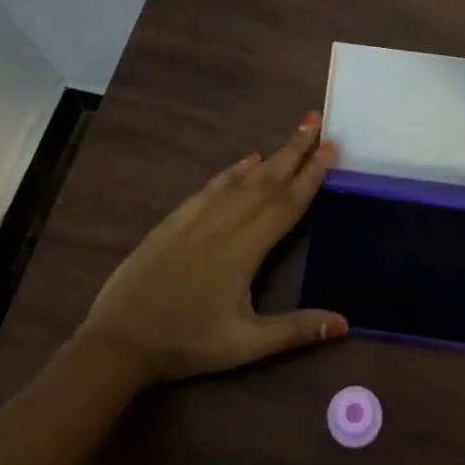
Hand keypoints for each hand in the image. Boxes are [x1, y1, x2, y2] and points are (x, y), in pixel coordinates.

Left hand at [75, 112, 349, 382]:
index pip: (286, 204)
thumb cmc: (186, 343)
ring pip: (240, 180)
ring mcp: (196, 219)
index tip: (330, 148)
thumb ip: (295, 331)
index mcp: (245, 249)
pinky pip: (210, 187)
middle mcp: (224, 224)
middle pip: (266, 181)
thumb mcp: (245, 345)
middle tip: (315, 120)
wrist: (119, 341)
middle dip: (294, 150)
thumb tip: (345, 324)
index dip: (311, 176)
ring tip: (292, 135)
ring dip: (269, 156)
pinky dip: (231, 171)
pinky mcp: (173, 222)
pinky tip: (244, 161)